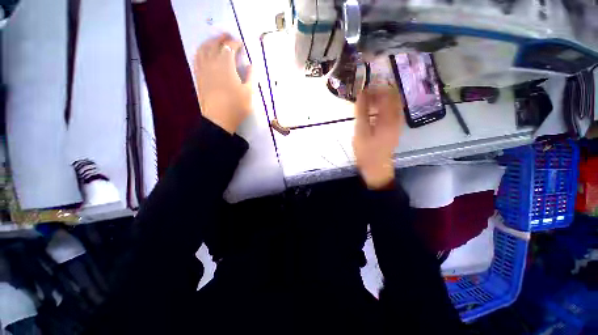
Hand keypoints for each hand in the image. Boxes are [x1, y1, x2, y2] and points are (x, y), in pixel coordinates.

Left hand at [194, 33, 252, 133]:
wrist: (219, 119)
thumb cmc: (236, 107)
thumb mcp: (249, 93)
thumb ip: (252, 77)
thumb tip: (252, 65)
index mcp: (226, 66)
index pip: (229, 48)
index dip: (235, 44)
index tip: (241, 45)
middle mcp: (212, 63)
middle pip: (214, 44)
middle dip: (222, 38)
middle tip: (228, 37)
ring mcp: (203, 70)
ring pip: (203, 49)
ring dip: (209, 42)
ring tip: (215, 41)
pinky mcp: (199, 77)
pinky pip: (197, 59)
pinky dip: (201, 51)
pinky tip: (204, 53)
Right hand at [352, 87, 404, 188]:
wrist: (376, 167)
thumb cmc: (367, 151)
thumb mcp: (361, 131)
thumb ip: (362, 112)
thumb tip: (361, 93)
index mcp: (389, 117)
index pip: (387, 94)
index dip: (376, 87)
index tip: (363, 88)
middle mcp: (397, 118)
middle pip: (392, 97)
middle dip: (379, 92)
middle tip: (364, 94)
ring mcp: (397, 124)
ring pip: (392, 104)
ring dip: (381, 100)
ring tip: (367, 102)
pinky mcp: (394, 129)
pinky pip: (391, 112)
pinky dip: (382, 108)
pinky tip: (372, 112)